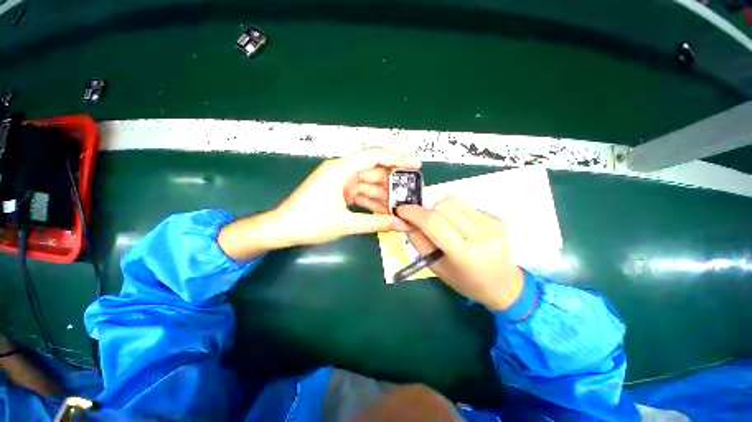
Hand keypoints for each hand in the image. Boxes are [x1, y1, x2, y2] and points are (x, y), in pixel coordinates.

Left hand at [219, 148, 419, 260]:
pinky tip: (386, 212)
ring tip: (403, 205)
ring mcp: (341, 181)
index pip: (374, 156)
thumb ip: (376, 223)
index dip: (397, 158)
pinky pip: (361, 193)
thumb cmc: (310, 223)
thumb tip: (403, 225)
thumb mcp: (346, 224)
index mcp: (341, 169)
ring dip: (384, 195)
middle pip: (374, 170)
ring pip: (369, 184)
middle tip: (413, 190)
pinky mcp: (340, 191)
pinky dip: (373, 201)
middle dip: (393, 181)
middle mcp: (342, 170)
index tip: (415, 165)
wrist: (281, 229)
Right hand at [397, 197, 524, 310]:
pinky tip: (459, 226)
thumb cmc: (465, 281)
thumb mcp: (436, 267)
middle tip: (423, 223)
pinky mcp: (497, 218)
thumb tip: (406, 221)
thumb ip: (419, 242)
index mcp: (465, 254)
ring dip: (440, 210)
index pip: (434, 223)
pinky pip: (465, 205)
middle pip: (442, 207)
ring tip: (442, 224)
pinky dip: (454, 212)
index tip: (401, 210)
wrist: (503, 284)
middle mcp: (481, 235)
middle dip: (426, 212)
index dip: (414, 213)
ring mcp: (492, 224)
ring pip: (453, 201)